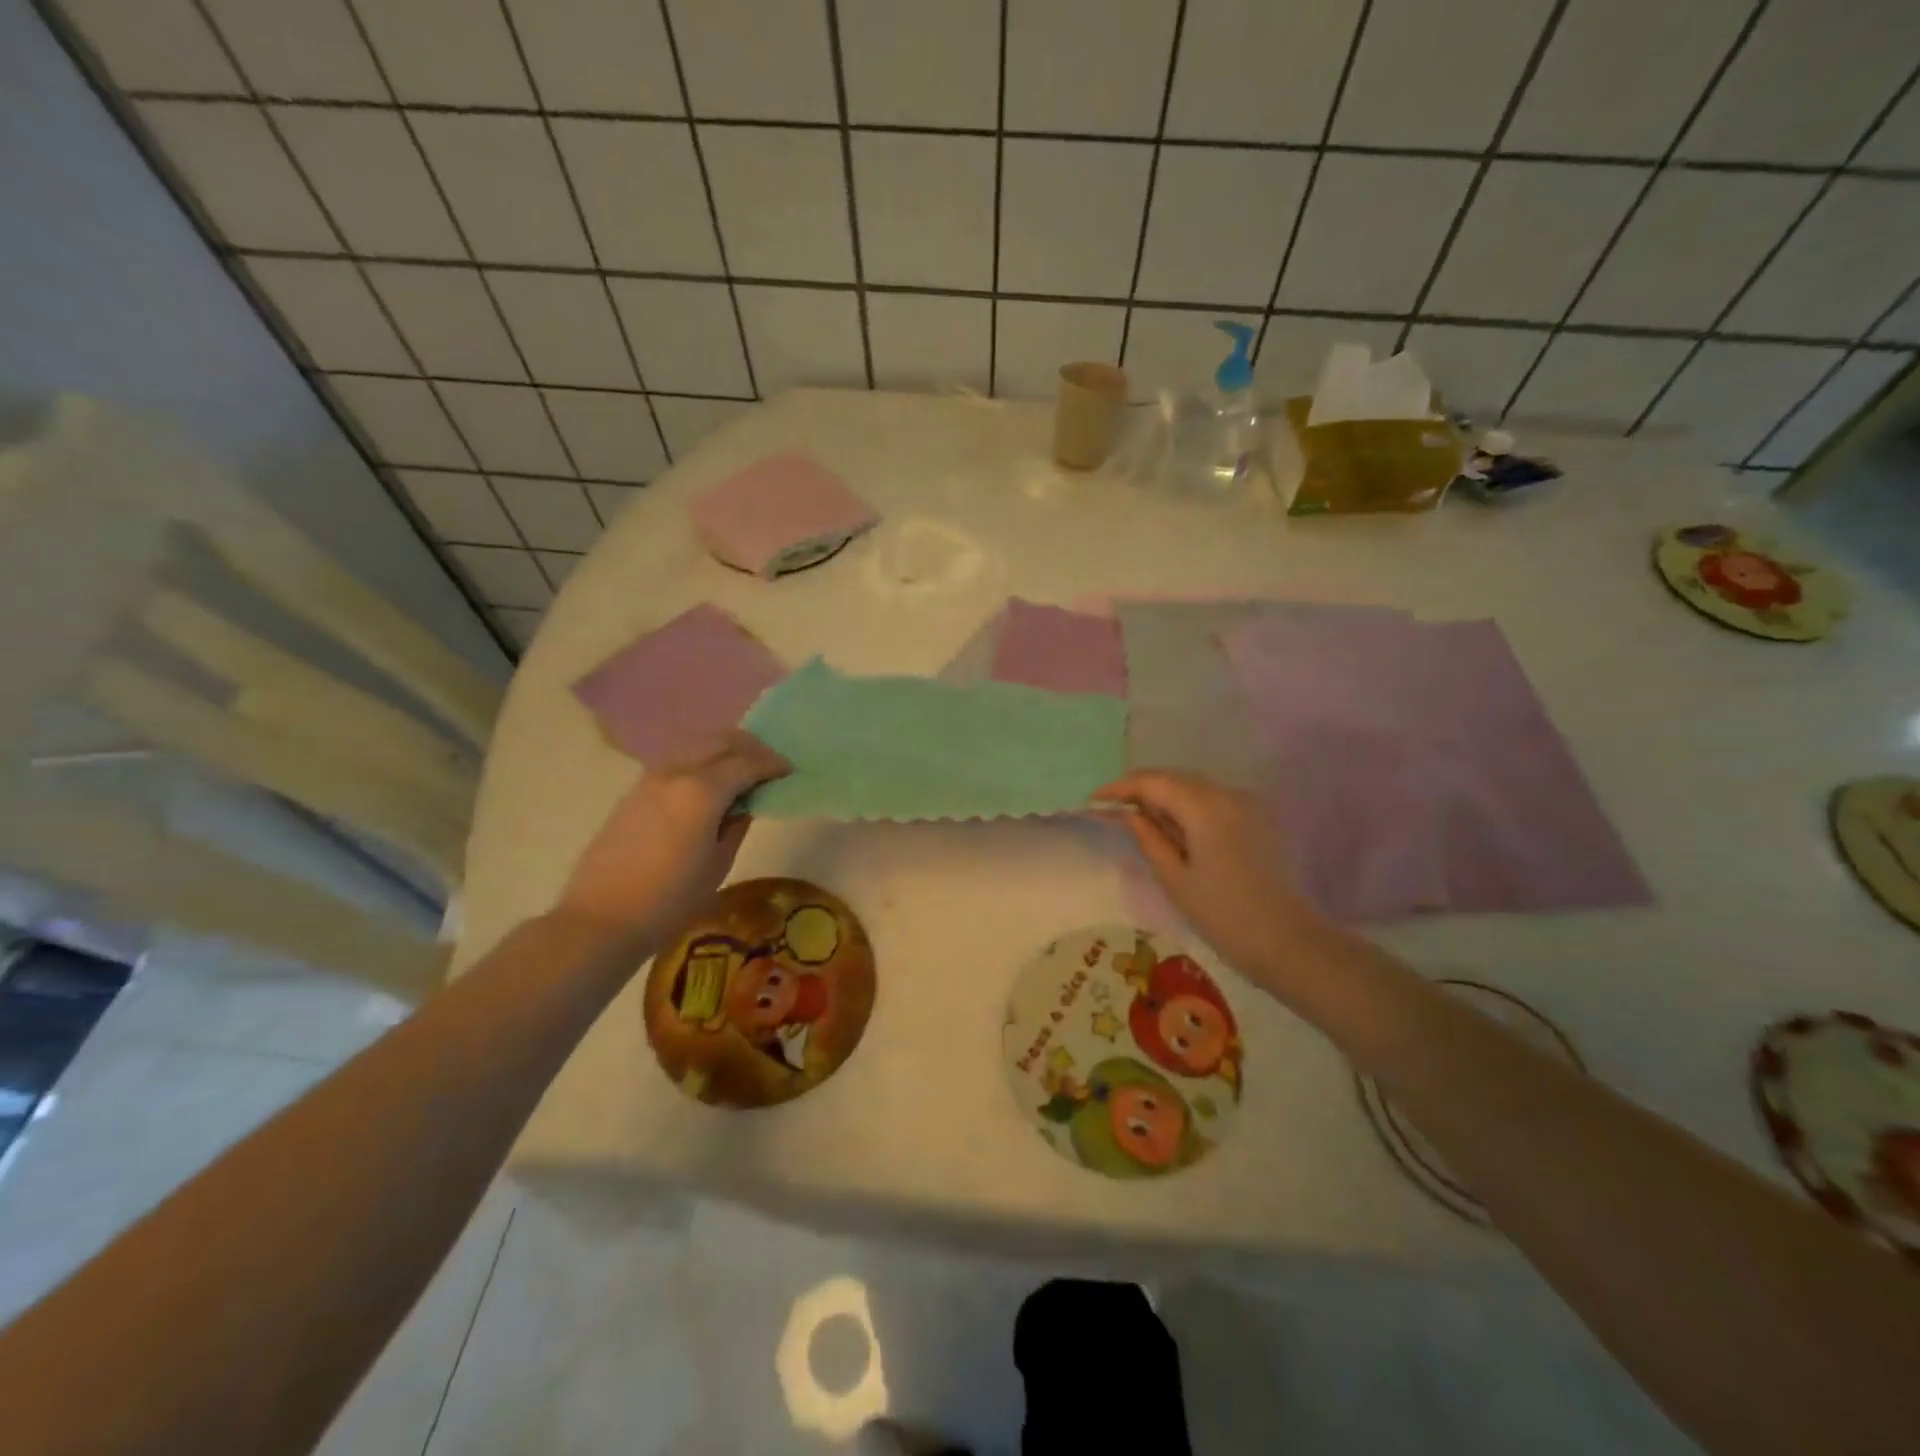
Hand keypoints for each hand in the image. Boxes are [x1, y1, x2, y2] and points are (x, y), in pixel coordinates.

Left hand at [554, 731, 790, 950]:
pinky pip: (678, 761)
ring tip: (741, 774)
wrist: (602, 917)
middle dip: (750, 748)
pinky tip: (710, 786)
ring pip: (697, 745)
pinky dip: (701, 762)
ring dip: (724, 751)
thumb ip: (736, 825)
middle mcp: (677, 772)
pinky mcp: (636, 790)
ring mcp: (651, 778)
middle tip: (769, 766)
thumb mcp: (718, 865)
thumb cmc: (670, 900)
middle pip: (721, 741)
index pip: (747, 763)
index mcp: (703, 791)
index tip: (789, 772)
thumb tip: (744, 805)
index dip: (772, 764)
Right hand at [1093, 770, 1325, 984]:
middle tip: (1113, 808)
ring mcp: (1247, 804)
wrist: (1288, 942)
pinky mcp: (1258, 818)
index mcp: (1204, 807)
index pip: (1154, 782)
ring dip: (1165, 796)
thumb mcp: (1175, 877)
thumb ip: (1148, 837)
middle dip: (1142, 789)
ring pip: (1195, 787)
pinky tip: (1175, 828)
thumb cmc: (1223, 915)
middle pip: (1175, 778)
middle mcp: (1227, 794)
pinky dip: (1188, 806)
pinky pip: (1213, 800)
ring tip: (1140, 818)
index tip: (1095, 799)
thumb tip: (1127, 813)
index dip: (1121, 787)